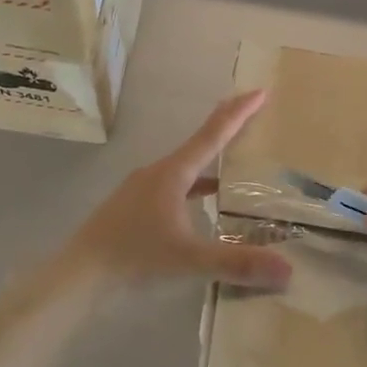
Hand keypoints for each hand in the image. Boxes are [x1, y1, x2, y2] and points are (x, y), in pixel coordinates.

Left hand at [59, 92, 292, 291]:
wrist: (78, 275)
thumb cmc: (132, 257)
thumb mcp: (188, 259)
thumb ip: (237, 263)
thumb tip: (288, 270)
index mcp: (172, 174)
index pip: (212, 135)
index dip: (238, 113)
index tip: (259, 91)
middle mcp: (157, 173)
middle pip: (199, 145)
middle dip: (227, 131)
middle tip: (254, 118)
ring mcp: (142, 190)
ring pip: (185, 169)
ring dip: (211, 163)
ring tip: (237, 166)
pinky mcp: (134, 208)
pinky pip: (174, 188)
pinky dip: (195, 190)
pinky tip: (204, 206)